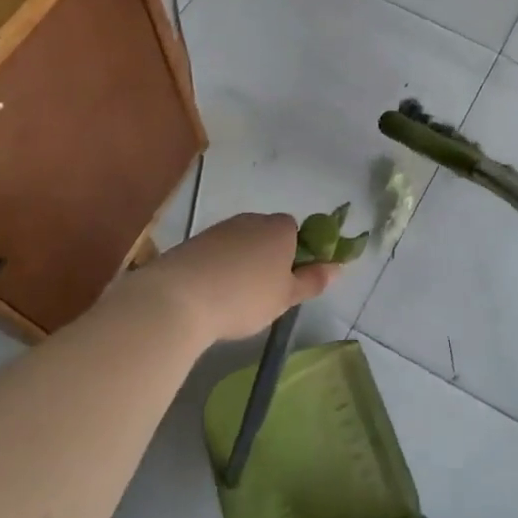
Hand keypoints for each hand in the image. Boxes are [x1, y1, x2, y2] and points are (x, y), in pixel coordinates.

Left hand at [144, 213, 338, 343]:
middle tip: (264, 293)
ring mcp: (221, 228)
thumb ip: (313, 280)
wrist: (179, 297)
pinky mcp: (195, 242)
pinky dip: (219, 268)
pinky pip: (217, 253)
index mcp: (280, 228)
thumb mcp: (286, 297)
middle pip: (268, 235)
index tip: (288, 282)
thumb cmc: (245, 297)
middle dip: (268, 258)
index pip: (296, 231)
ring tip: (234, 298)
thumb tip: (338, 267)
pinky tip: (212, 294)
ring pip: (241, 243)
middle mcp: (252, 220)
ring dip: (242, 263)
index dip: (295, 254)